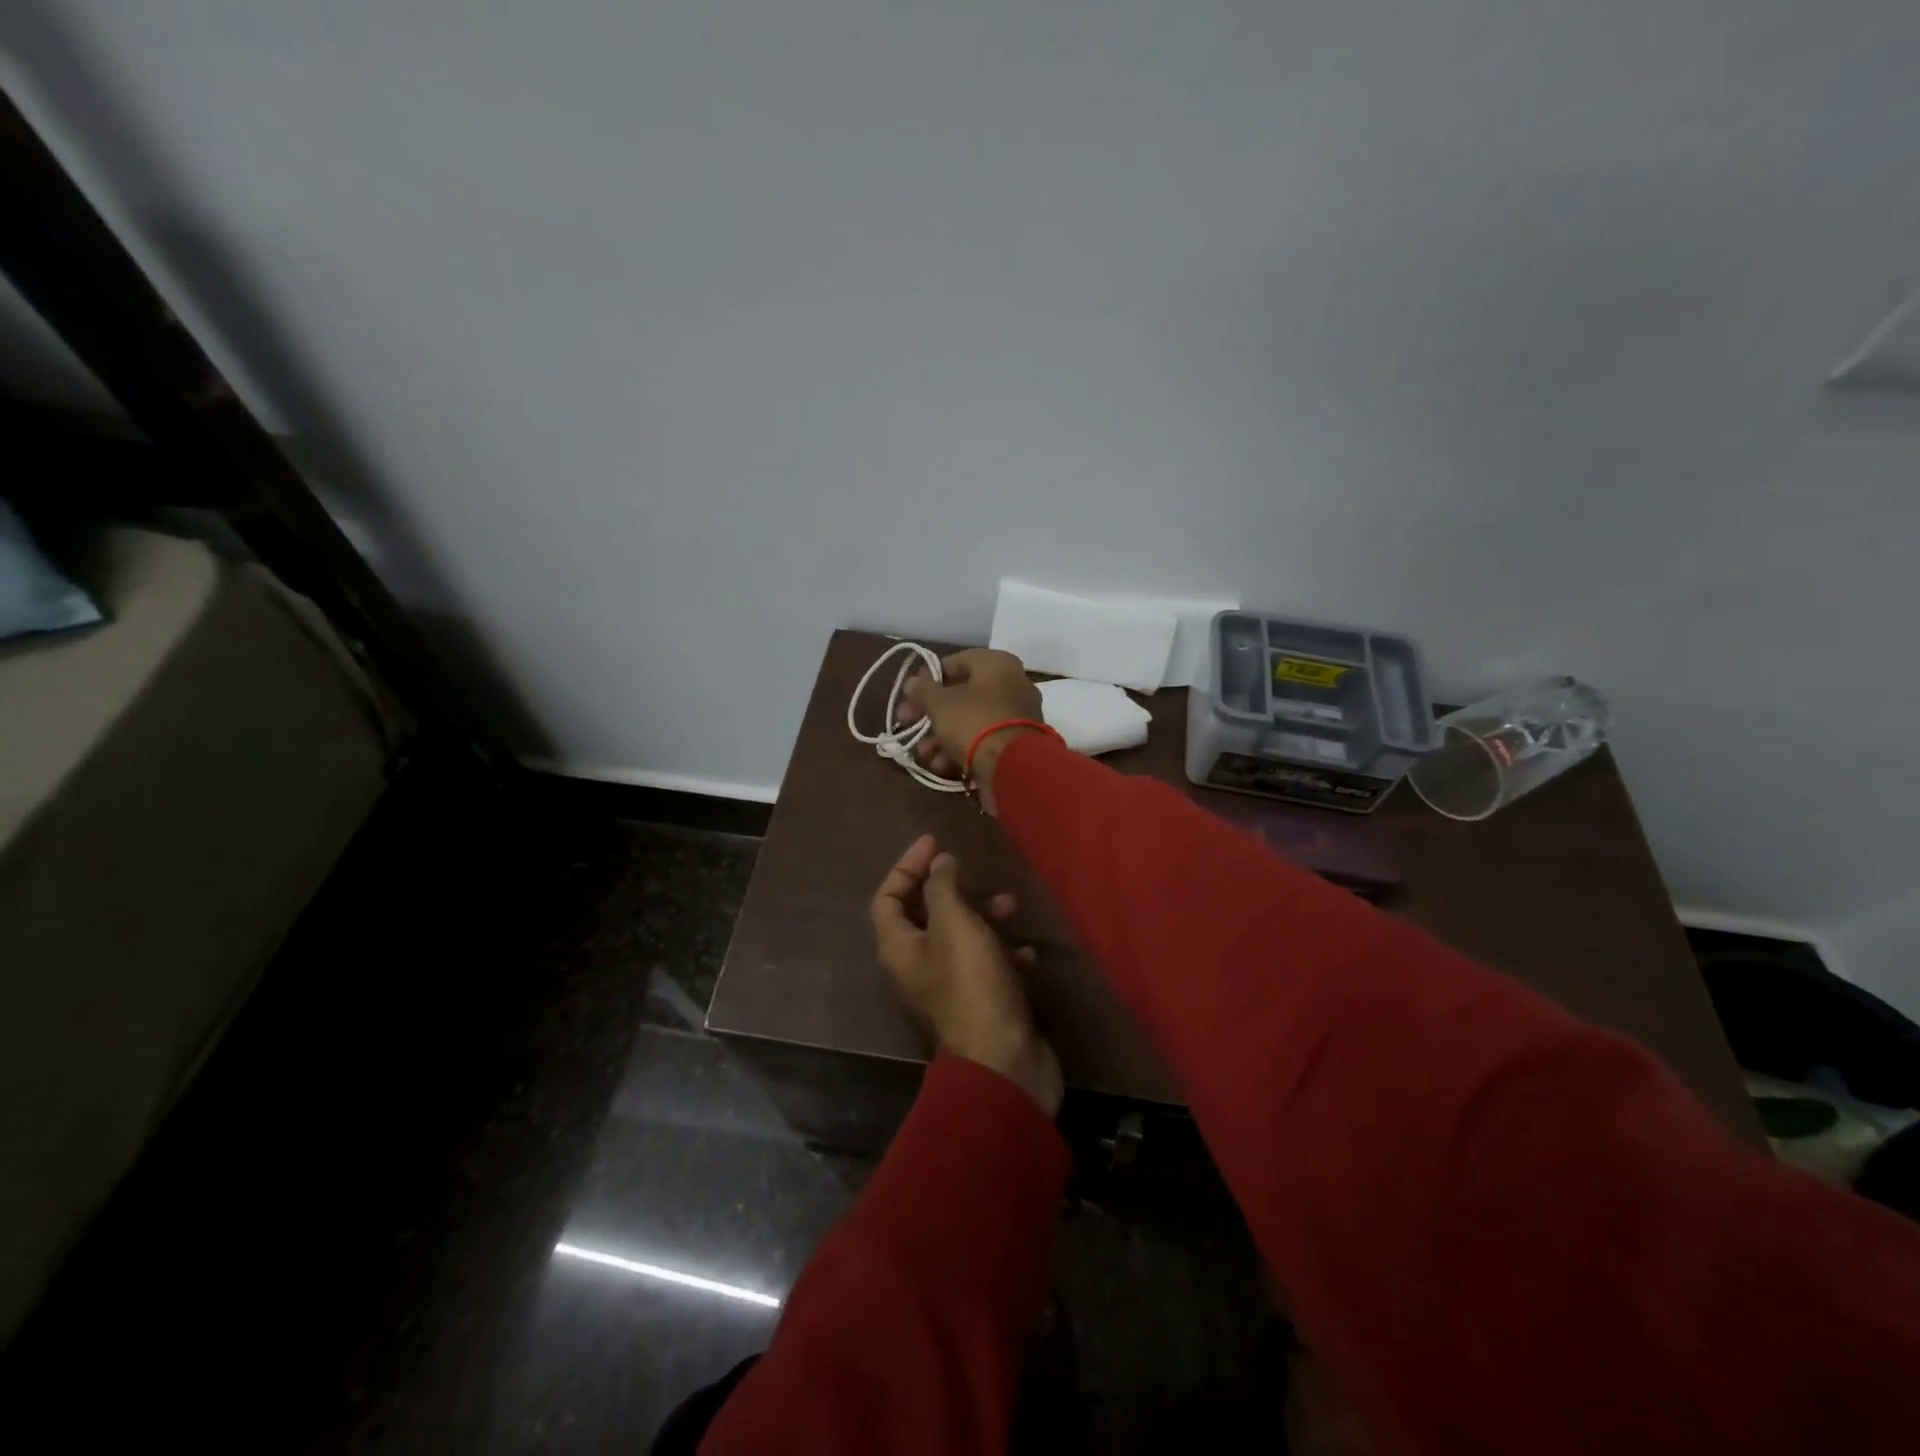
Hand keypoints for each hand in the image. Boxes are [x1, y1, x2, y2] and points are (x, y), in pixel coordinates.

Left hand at [869, 834, 1063, 1116]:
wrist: (1004, 1062)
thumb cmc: (972, 984)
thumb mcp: (955, 924)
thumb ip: (944, 887)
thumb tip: (940, 864)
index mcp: (899, 948)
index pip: (888, 898)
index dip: (906, 867)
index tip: (935, 843)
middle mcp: (917, 967)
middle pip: (926, 916)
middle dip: (953, 890)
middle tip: (975, 872)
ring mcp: (949, 988)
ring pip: (961, 938)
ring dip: (985, 918)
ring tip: (1012, 908)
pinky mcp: (980, 1003)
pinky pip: (988, 966)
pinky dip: (1005, 953)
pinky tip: (1027, 954)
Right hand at [899, 649, 1045, 812]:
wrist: (1012, 766)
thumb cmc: (973, 721)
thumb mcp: (940, 703)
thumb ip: (923, 690)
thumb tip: (912, 682)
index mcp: (998, 664)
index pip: (957, 661)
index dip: (929, 677)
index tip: (909, 694)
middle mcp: (1012, 685)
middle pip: (962, 694)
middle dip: (931, 712)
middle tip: (907, 723)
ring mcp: (1016, 716)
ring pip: (971, 720)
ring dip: (941, 736)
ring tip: (922, 753)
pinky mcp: (1015, 744)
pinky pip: (983, 740)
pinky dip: (961, 749)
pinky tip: (941, 764)